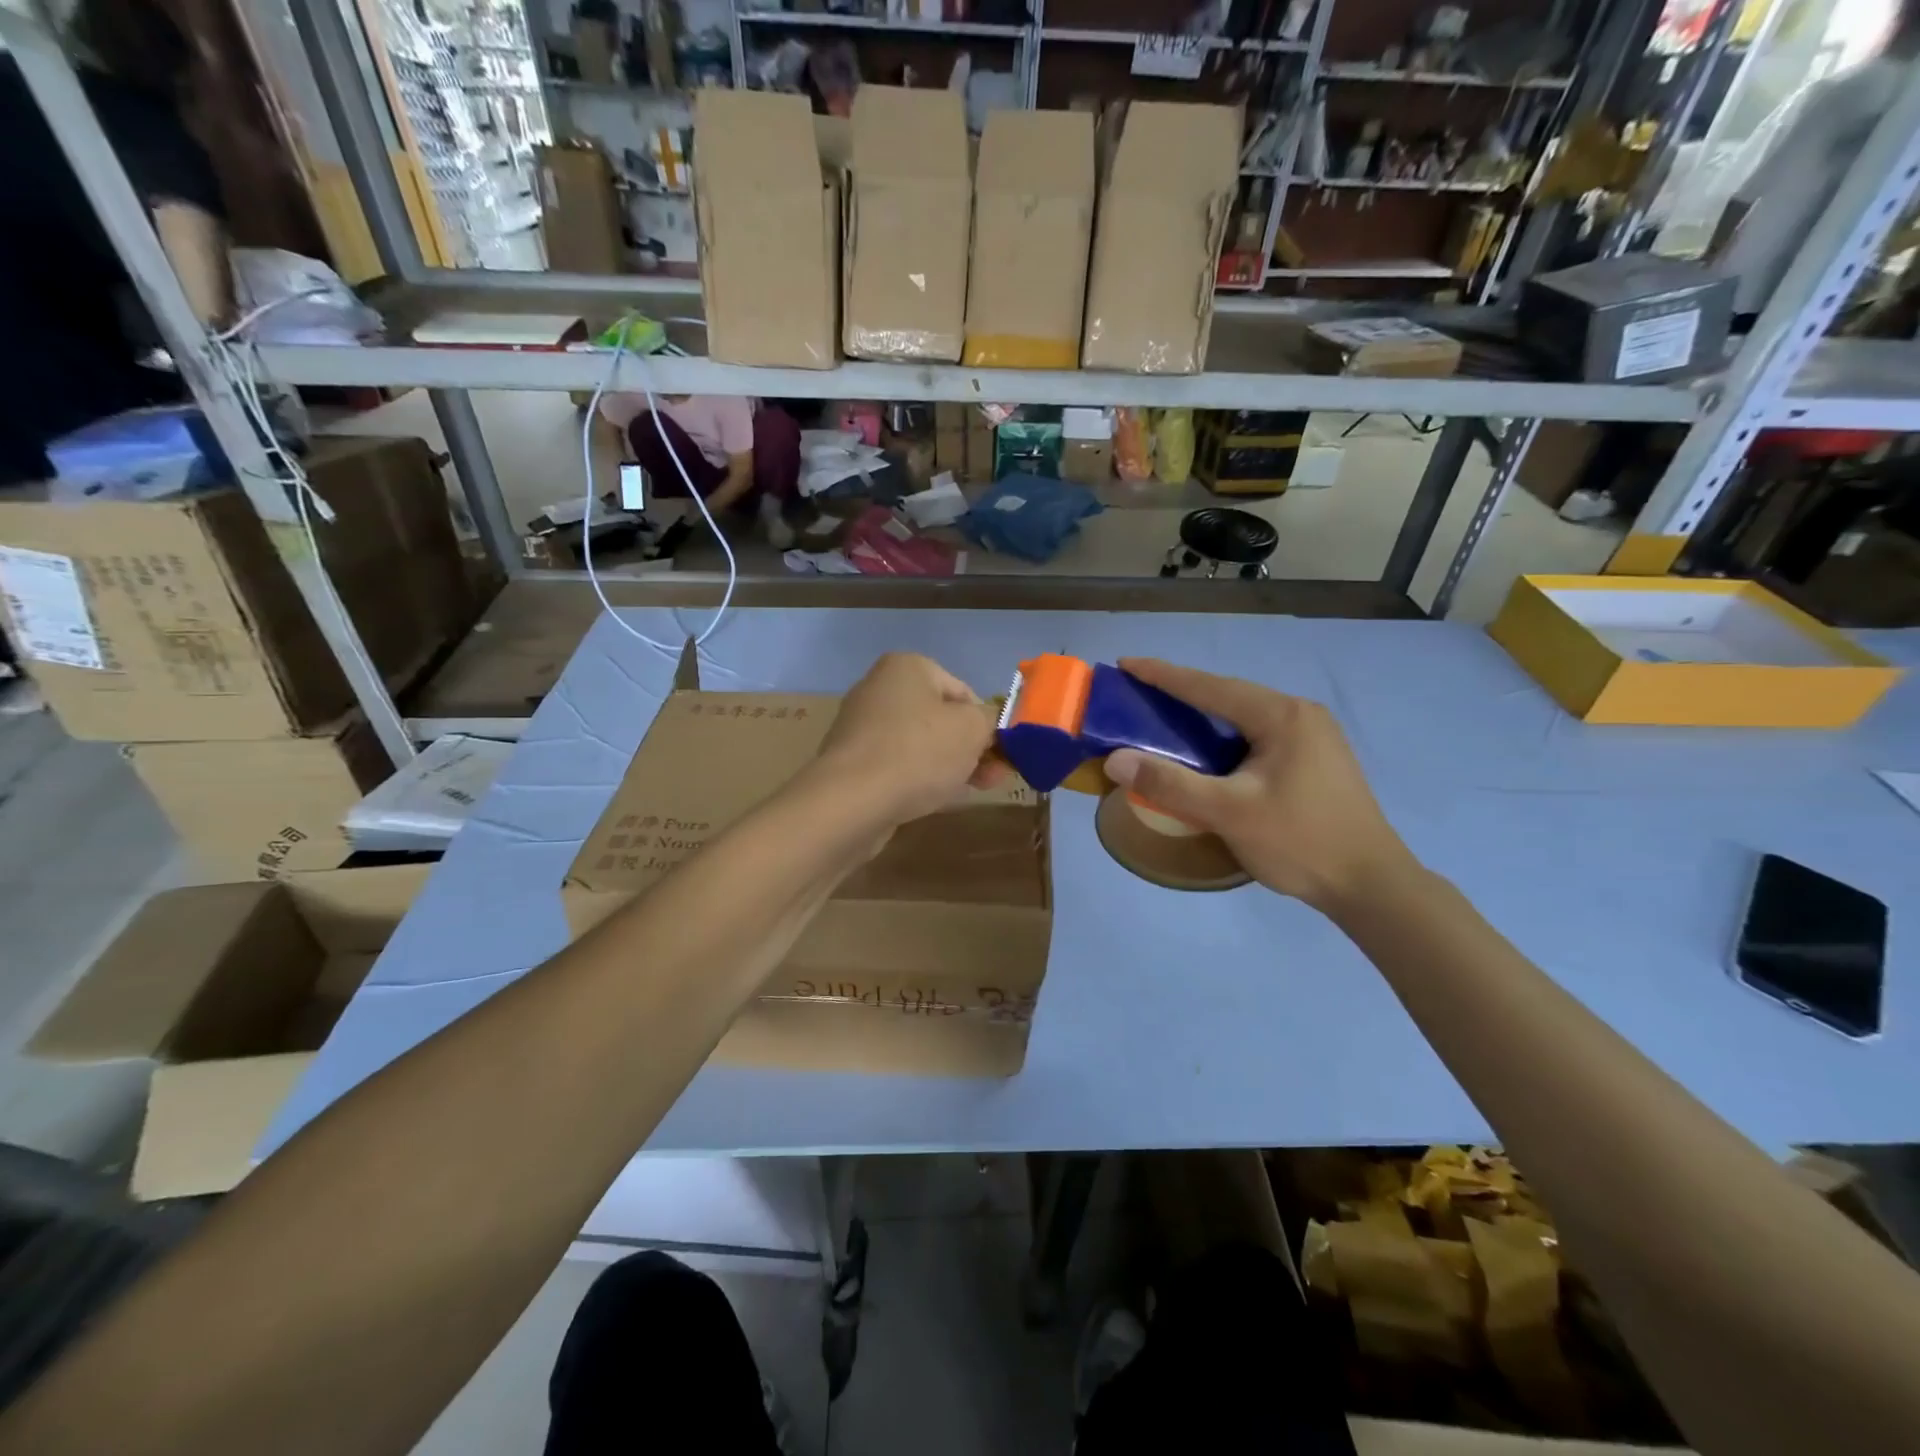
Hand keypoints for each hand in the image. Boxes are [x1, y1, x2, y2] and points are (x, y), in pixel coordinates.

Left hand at [812, 653, 1001, 824]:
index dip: (988, 724)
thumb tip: (991, 725)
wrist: (851, 802)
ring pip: (920, 745)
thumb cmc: (917, 753)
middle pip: (941, 719)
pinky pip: (897, 766)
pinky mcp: (852, 762)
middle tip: (992, 778)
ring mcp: (862, 726)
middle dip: (970, 749)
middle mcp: (879, 688)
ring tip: (966, 792)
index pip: (964, 692)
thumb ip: (992, 721)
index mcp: (907, 667)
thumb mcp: (973, 729)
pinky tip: (931, 801)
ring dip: (948, 766)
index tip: (1001, 756)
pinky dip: (917, 779)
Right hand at [1103, 658, 1415, 913]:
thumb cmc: (1300, 842)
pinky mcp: (1315, 760)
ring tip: (1165, 720)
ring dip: (1204, 717)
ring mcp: (1313, 737)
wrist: (1370, 886)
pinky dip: (1224, 738)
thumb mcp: (1228, 812)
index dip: (1163, 675)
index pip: (1210, 686)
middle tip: (1139, 694)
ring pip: (1244, 717)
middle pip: (1229, 696)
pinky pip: (1257, 736)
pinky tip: (1207, 754)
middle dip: (1182, 693)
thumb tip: (1116, 759)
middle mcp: (1300, 715)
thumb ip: (1170, 784)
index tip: (1125, 664)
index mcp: (1282, 716)